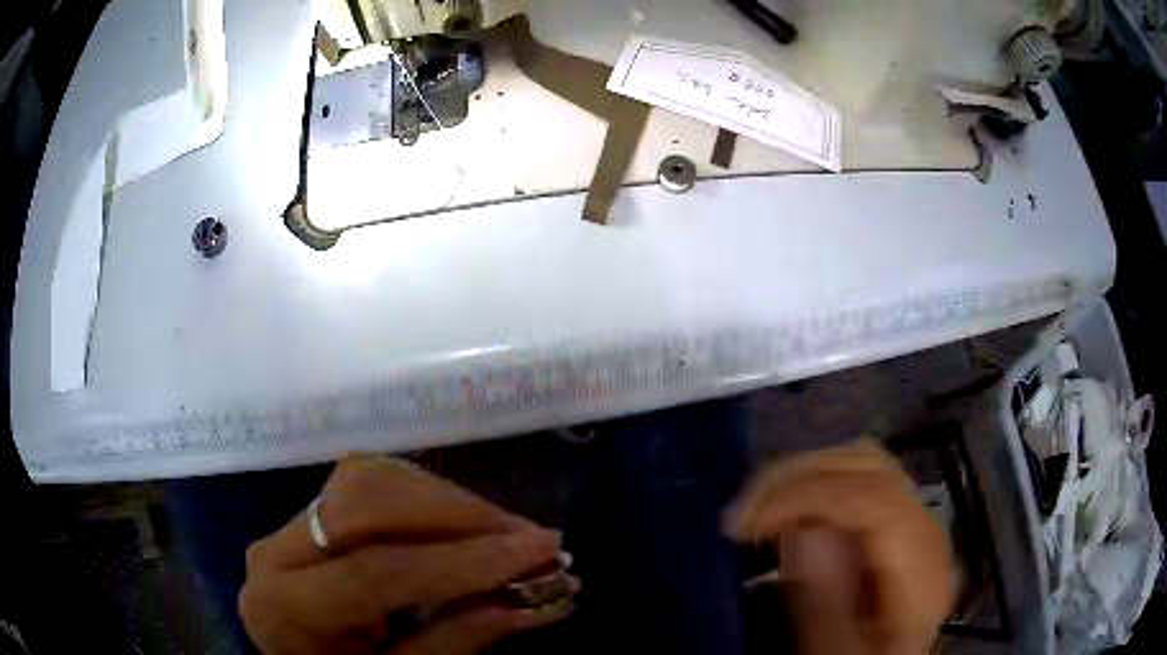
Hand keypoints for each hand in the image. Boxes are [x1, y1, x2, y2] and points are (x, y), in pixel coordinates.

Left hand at [239, 456, 577, 654]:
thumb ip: (460, 640)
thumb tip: (537, 599)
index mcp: (288, 609)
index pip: (377, 571)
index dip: (465, 561)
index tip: (542, 552)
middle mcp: (275, 551)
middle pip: (366, 503)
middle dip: (459, 514)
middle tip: (531, 536)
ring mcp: (288, 525)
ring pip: (369, 481)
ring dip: (448, 501)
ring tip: (507, 531)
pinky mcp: (310, 515)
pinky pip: (369, 485)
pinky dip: (427, 497)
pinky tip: (465, 522)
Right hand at [726, 439, 952, 654]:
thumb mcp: (837, 654)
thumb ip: (825, 605)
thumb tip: (801, 529)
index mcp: (923, 572)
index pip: (878, 501)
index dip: (809, 496)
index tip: (748, 522)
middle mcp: (926, 533)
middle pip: (873, 468)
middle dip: (799, 476)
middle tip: (742, 511)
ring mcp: (912, 521)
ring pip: (864, 461)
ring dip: (805, 474)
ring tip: (758, 506)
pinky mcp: (893, 522)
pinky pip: (857, 479)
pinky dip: (815, 483)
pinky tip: (785, 508)